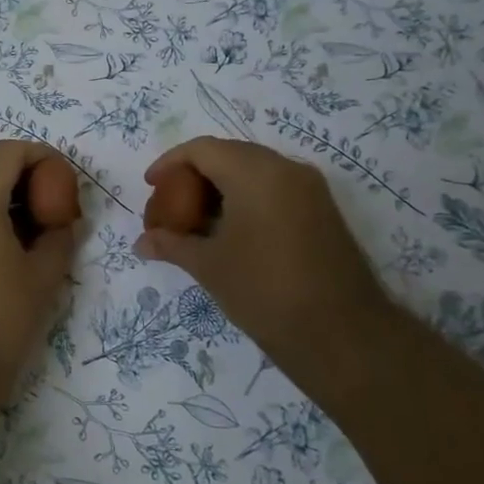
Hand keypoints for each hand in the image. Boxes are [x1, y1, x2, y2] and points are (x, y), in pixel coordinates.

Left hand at [0, 140, 77, 400]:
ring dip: (4, 202)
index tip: (65, 182)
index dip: (43, 157)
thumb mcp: (44, 275)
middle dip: (26, 182)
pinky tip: (5, 251)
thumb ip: (60, 235)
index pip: (10, 151)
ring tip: (34, 236)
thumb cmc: (0, 319)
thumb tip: (65, 221)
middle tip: (56, 212)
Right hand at [135, 137, 392, 366]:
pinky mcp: (322, 211)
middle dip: (195, 175)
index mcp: (256, 173)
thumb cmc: (264, 291)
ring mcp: (310, 189)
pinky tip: (230, 232)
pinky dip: (246, 199)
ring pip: (255, 171)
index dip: (171, 163)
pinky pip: (275, 189)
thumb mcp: (209, 266)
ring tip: (196, 221)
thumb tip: (142, 243)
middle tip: (171, 205)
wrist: (341, 334)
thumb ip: (172, 245)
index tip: (151, 186)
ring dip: (221, 188)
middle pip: (230, 154)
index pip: (203, 149)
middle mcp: (286, 169)